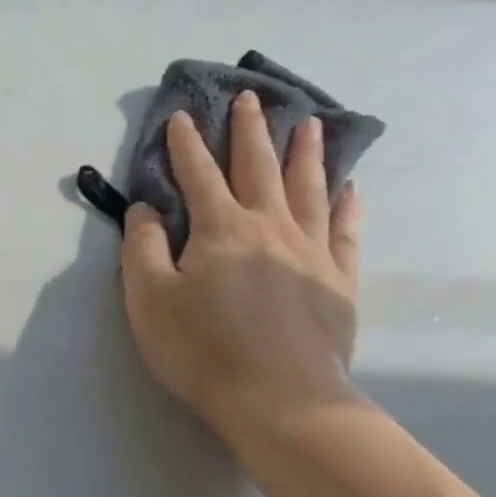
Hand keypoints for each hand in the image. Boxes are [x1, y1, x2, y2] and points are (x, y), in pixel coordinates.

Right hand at [122, 95, 362, 456]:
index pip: (198, 174)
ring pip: (309, 188)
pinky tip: (351, 187)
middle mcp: (270, 226)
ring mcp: (312, 250)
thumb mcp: (149, 300)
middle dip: (250, 131)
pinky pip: (347, 230)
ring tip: (309, 124)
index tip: (181, 116)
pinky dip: (348, 204)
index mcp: (220, 229)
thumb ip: (144, 247)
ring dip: (306, 153)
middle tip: (252, 98)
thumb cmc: (201, 350)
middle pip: (259, 167)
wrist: (279, 398)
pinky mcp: (339, 280)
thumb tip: (147, 208)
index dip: (186, 144)